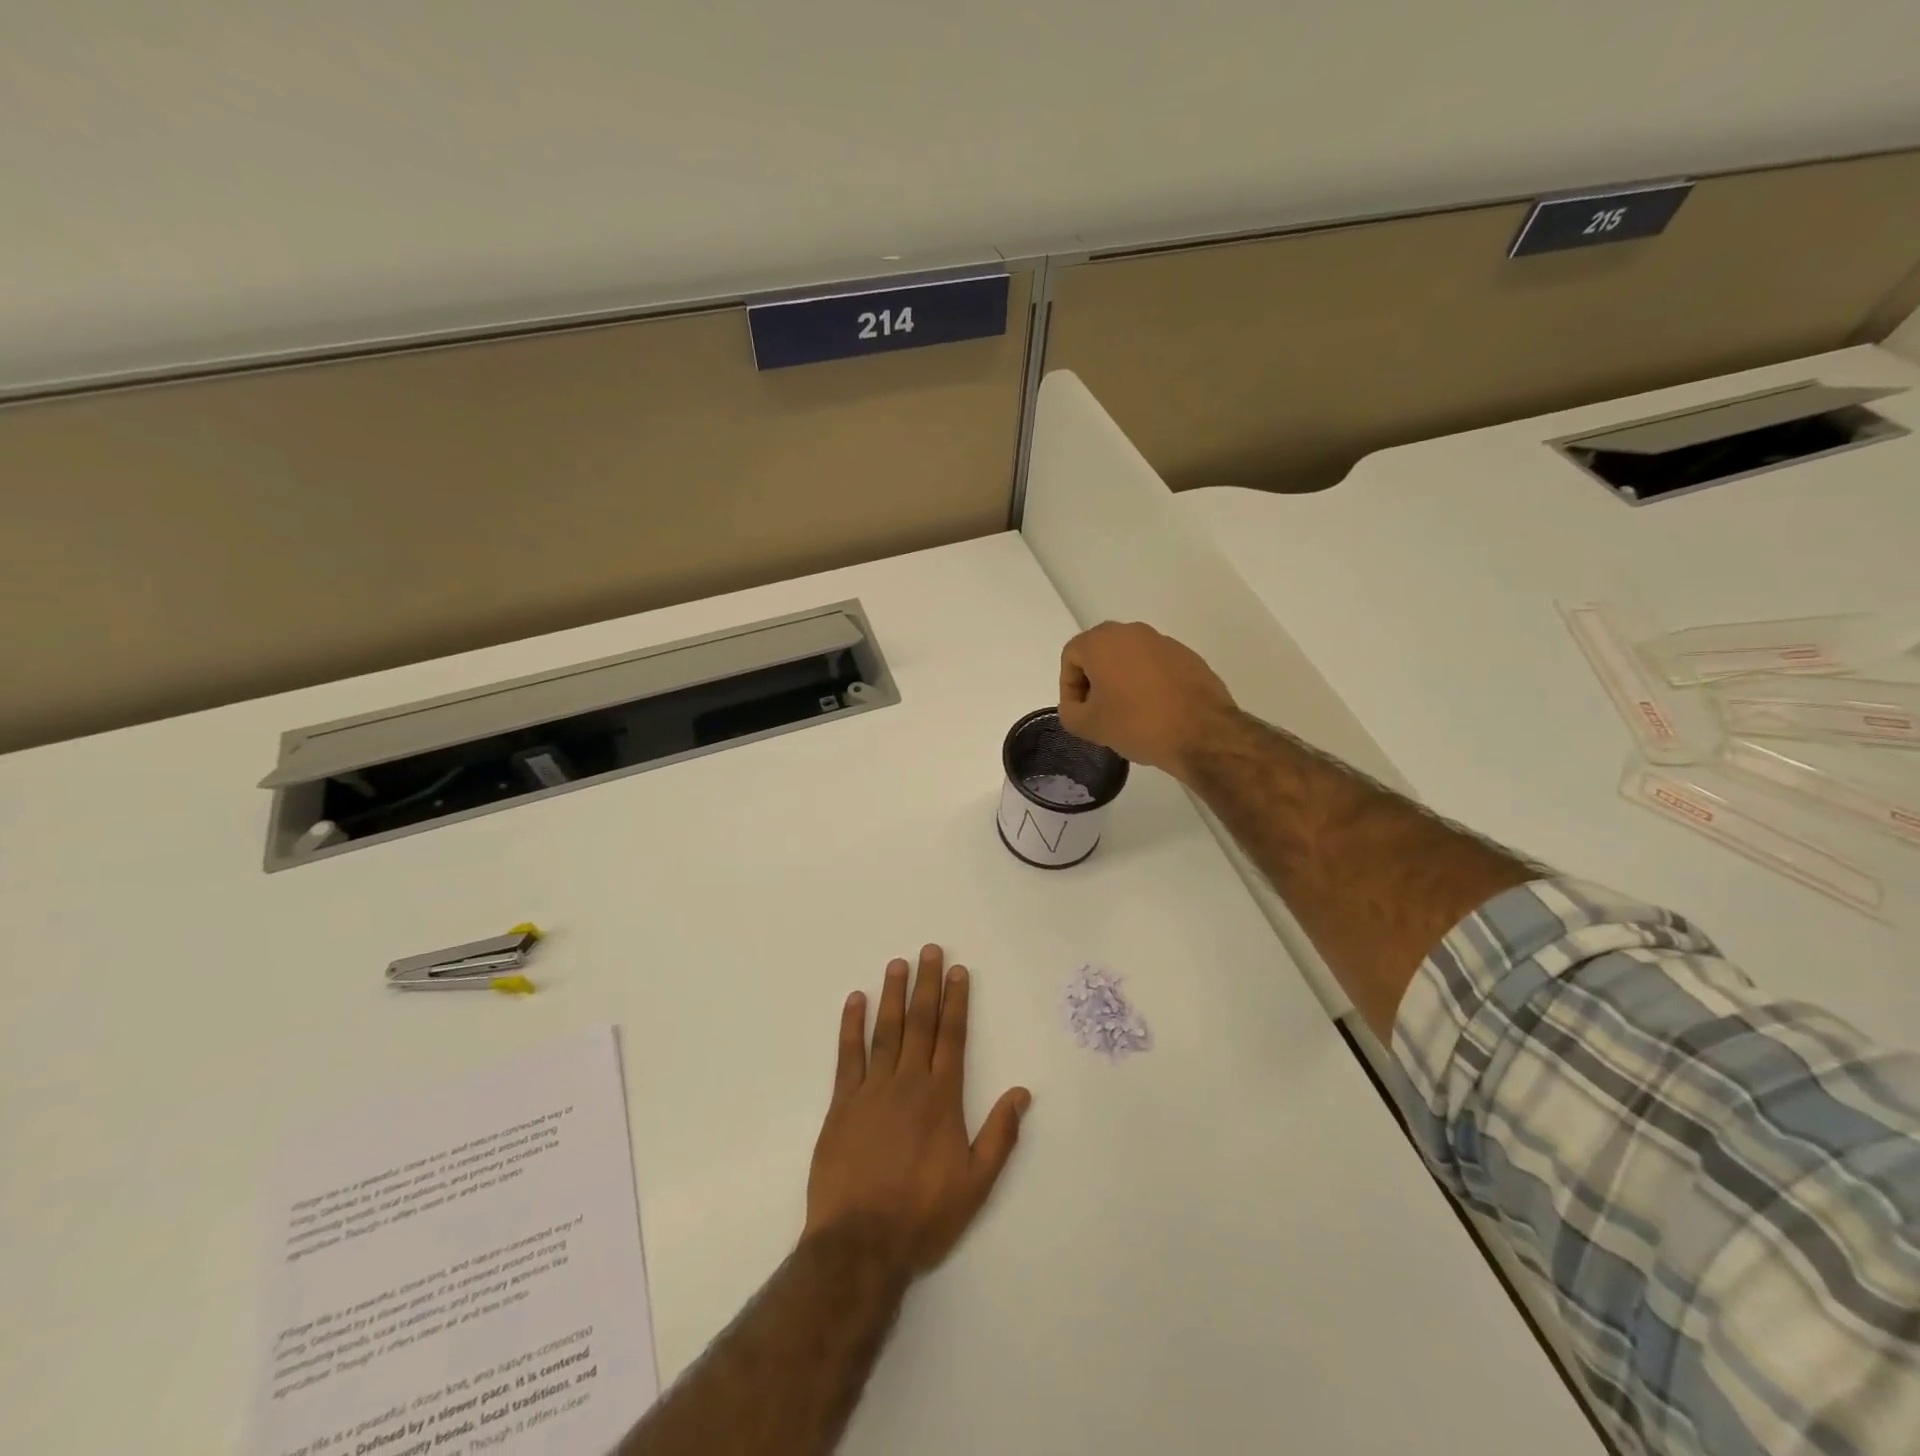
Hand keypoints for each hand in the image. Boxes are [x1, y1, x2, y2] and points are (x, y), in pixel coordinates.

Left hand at [805, 946, 1030, 1274]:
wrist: (861, 1243)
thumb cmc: (923, 1214)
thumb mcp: (976, 1184)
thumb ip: (1000, 1135)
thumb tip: (1022, 1093)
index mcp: (942, 1098)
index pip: (953, 1037)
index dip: (956, 1001)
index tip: (958, 971)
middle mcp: (909, 1083)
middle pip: (920, 1023)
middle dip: (927, 984)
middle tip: (929, 950)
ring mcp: (872, 1090)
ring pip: (886, 1030)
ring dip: (893, 995)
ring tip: (897, 963)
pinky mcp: (842, 1103)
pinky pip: (848, 1055)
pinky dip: (851, 1026)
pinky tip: (855, 1001)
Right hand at [1058, 621, 1237, 779]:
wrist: (1202, 733)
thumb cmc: (1137, 724)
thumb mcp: (1088, 726)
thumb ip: (1069, 712)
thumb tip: (1077, 706)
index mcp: (1103, 641)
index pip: (1071, 657)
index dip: (1069, 687)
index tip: (1080, 712)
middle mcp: (1132, 632)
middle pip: (1100, 653)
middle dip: (1094, 682)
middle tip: (1099, 712)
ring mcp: (1164, 642)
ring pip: (1129, 659)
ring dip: (1121, 682)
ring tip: (1128, 714)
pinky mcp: (1188, 656)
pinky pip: (1155, 666)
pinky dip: (1148, 684)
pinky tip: (1155, 711)